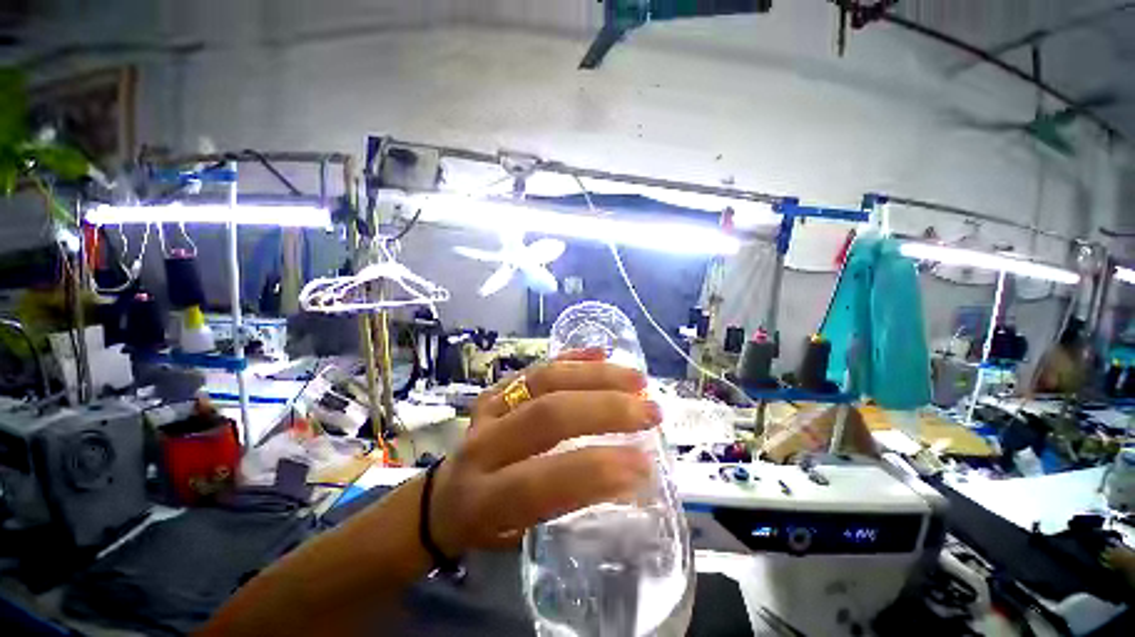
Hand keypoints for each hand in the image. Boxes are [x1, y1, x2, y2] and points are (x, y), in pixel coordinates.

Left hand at [428, 348, 660, 556]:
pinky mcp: (496, 388)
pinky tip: (601, 353)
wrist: (442, 496)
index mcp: (484, 498)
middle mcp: (483, 446)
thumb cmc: (486, 523)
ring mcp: (489, 408)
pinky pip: (537, 367)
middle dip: (605, 410)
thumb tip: (628, 477)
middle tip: (650, 411)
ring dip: (596, 377)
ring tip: (636, 381)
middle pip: (547, 415)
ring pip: (545, 381)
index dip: (593, 472)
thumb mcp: (519, 535)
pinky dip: (572, 358)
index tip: (644, 464)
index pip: (541, 482)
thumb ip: (569, 502)